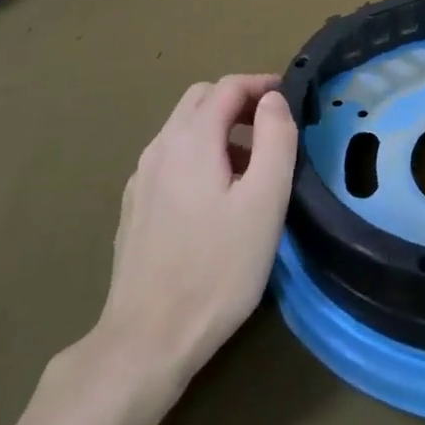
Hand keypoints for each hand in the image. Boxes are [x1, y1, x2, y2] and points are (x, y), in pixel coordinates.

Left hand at [90, 75, 297, 388]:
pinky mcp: (134, 207)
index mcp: (191, 140)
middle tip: (272, 126)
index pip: (226, 86)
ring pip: (182, 129)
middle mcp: (159, 148)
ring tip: (253, 165)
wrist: (147, 340)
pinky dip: (199, 155)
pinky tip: (216, 197)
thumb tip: (274, 100)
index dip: (261, 84)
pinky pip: (171, 159)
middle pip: (199, 100)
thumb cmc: (217, 268)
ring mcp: (141, 179)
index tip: (290, 97)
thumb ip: (275, 139)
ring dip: (219, 129)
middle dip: (238, 101)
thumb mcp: (265, 201)